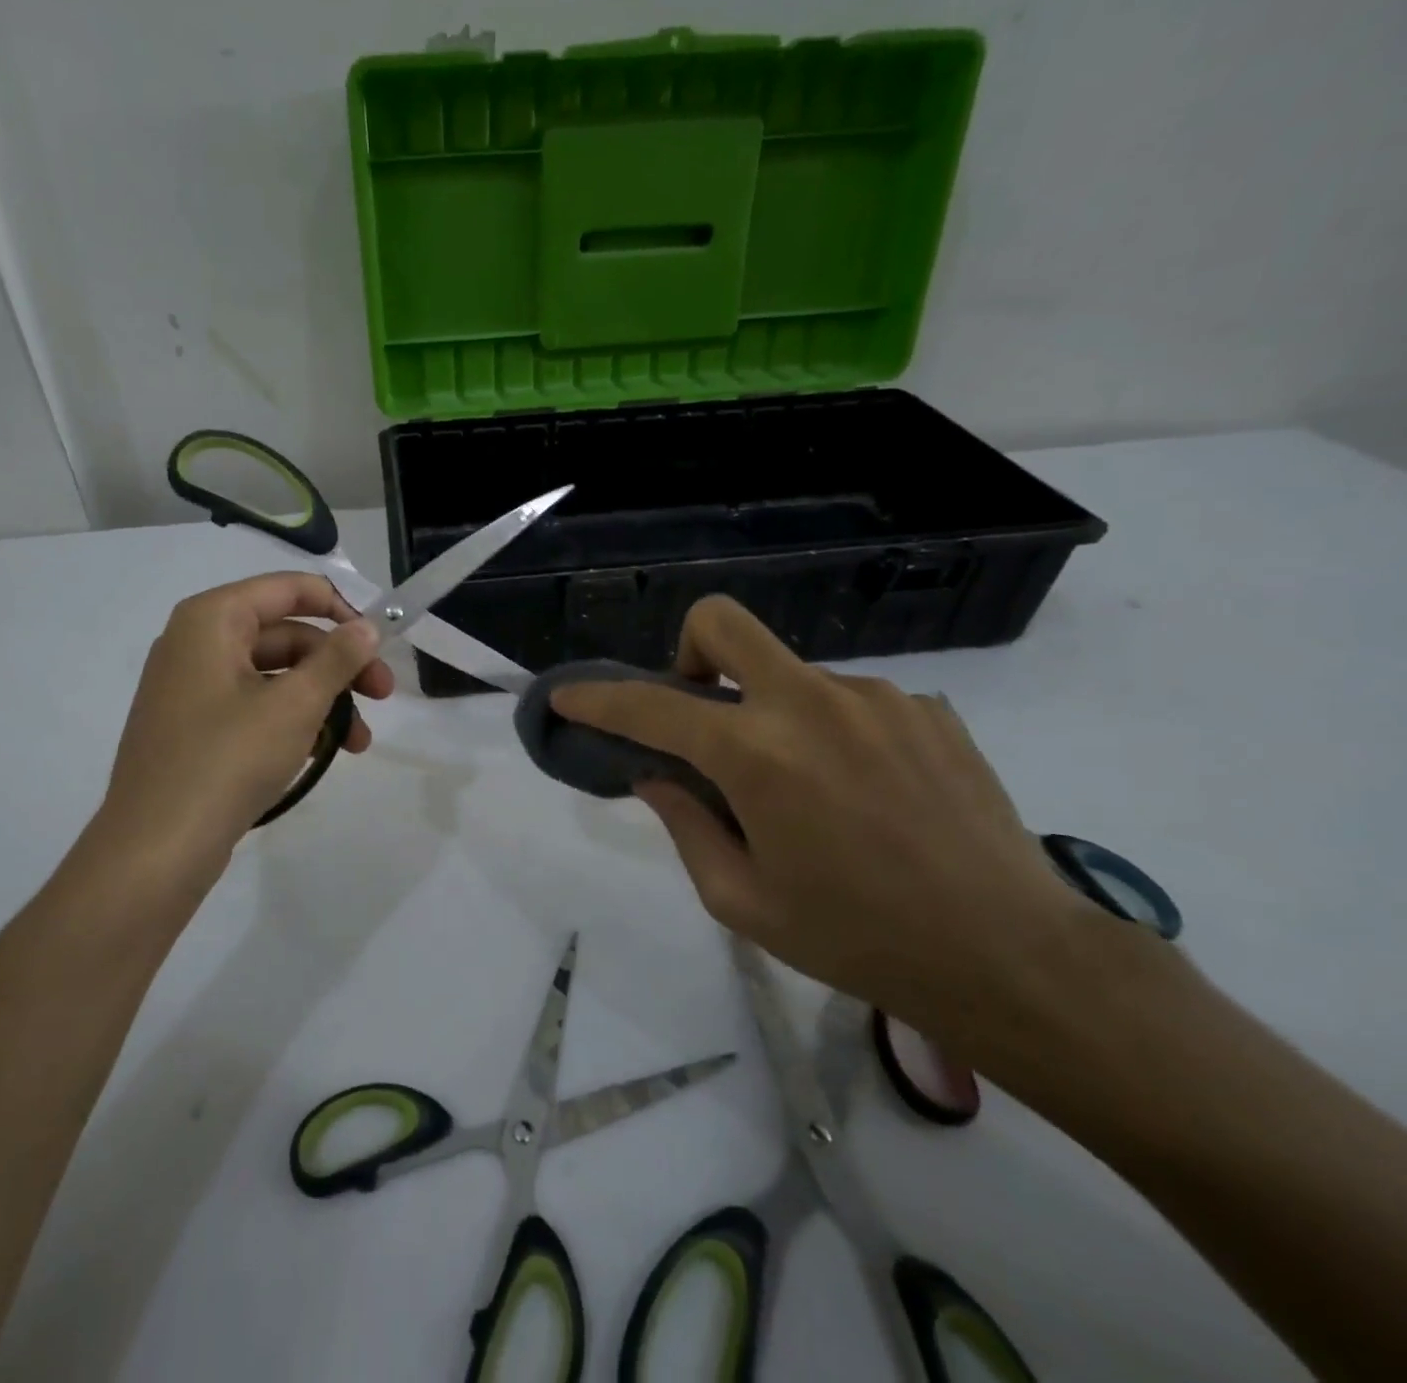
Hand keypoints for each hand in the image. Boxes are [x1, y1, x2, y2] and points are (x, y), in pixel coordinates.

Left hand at [91, 572, 392, 905]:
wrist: (157, 847)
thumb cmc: (228, 759)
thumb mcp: (295, 704)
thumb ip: (338, 658)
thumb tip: (368, 626)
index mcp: (212, 619)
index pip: (289, 589)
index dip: (341, 609)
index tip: (380, 642)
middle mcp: (196, 642)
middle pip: (285, 635)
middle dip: (339, 667)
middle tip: (383, 697)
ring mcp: (191, 687)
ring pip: (274, 676)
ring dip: (323, 701)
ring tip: (358, 743)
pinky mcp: (194, 727)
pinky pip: (254, 706)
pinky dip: (291, 721)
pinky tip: (322, 753)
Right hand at [550, 596, 1082, 1045]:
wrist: (1011, 956)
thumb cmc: (857, 939)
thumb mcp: (742, 900)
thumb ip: (684, 823)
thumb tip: (654, 773)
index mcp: (757, 755)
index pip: (651, 706)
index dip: (598, 698)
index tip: (568, 696)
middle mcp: (812, 704)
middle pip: (724, 623)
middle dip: (688, 649)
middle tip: (700, 706)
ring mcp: (876, 697)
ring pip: (791, 674)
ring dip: (771, 712)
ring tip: (805, 789)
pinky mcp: (927, 707)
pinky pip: (849, 701)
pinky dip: (830, 731)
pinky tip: (863, 792)